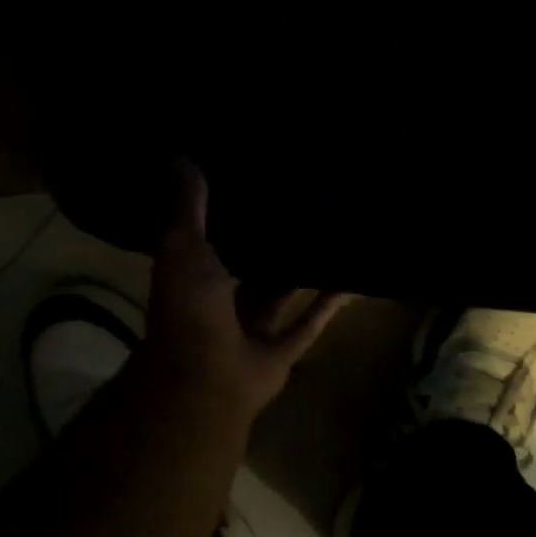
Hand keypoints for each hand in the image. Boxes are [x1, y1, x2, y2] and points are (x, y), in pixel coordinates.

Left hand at [136, 162, 348, 423]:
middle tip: (304, 201)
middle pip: (254, 264)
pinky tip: (353, 277)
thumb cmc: (190, 309)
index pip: (215, 236)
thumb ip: (188, 208)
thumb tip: (182, 156)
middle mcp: (224, 300)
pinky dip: (331, 302)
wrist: (206, 379)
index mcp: (196, 275)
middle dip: (273, 240)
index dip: (232, 211)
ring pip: (284, 291)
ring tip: (333, 232)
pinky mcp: (283, 349)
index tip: (256, 179)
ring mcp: (254, 326)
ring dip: (304, 268)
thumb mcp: (183, 248)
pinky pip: (311, 321)